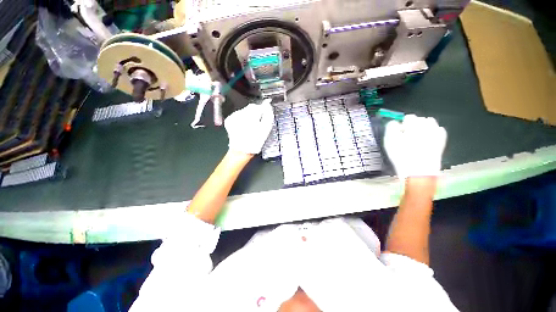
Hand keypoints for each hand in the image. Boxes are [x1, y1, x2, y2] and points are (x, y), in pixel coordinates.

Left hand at [224, 98, 274, 154]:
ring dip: (249, 116)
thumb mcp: (265, 129)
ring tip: (251, 127)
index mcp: (250, 115)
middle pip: (250, 108)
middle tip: (258, 123)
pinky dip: (242, 119)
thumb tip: (268, 107)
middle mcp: (240, 114)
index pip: (258, 106)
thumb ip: (268, 116)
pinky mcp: (229, 120)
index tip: (265, 114)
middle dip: (255, 113)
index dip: (263, 109)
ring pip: (244, 111)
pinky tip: (244, 127)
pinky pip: (238, 115)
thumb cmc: (255, 142)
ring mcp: (233, 117)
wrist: (241, 151)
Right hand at [384, 114, 446, 178]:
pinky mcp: (441, 141)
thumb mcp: (389, 141)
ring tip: (416, 139)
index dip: (402, 124)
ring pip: (430, 124)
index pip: (408, 117)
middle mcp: (428, 125)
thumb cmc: (401, 155)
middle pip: (420, 119)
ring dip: (423, 128)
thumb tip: (394, 123)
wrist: (418, 172)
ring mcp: (436, 133)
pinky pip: (438, 131)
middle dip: (413, 125)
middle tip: (406, 136)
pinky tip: (426, 141)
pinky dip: (432, 133)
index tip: (398, 133)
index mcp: (414, 124)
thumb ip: (390, 128)